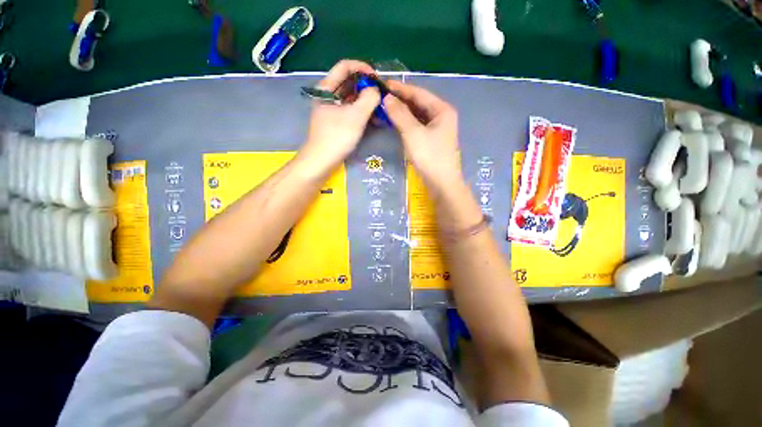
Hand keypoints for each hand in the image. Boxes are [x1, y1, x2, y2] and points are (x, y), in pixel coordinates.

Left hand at [299, 60, 380, 174]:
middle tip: (382, 94)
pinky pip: (350, 110)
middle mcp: (328, 95)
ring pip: (351, 97)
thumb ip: (369, 98)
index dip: (363, 68)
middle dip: (366, 86)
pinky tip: (373, 118)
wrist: (321, 161)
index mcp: (327, 87)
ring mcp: (331, 108)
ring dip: (365, 100)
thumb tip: (376, 90)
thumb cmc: (337, 137)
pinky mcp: (335, 121)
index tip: (378, 78)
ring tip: (380, 107)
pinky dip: (361, 111)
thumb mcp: (356, 116)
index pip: (345, 66)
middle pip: (349, 81)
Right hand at [384, 81, 462, 192]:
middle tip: (381, 97)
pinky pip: (418, 126)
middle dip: (401, 100)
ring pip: (418, 115)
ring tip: (385, 108)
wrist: (441, 183)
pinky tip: (396, 123)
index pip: (419, 93)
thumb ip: (400, 114)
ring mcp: (438, 129)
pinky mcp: (432, 140)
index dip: (401, 88)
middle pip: (419, 103)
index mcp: (442, 110)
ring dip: (403, 112)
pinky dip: (407, 123)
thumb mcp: (413, 133)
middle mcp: (442, 116)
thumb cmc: (429, 156)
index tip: (383, 84)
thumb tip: (387, 98)